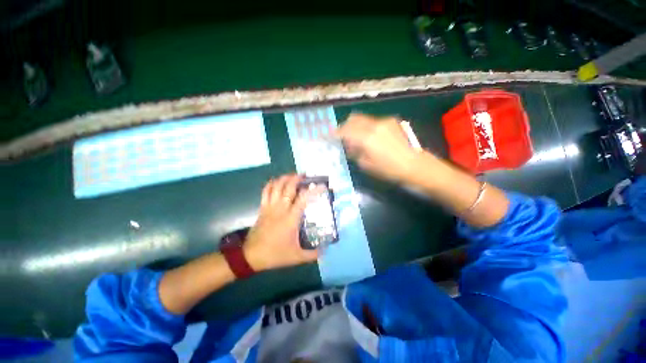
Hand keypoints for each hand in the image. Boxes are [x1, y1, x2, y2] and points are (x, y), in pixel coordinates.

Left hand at [243, 174, 319, 270]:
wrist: (251, 256)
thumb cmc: (275, 254)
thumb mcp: (297, 257)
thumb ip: (313, 254)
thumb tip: (326, 251)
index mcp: (291, 218)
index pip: (304, 198)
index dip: (313, 190)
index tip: (322, 186)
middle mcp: (281, 208)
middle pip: (288, 187)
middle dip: (297, 178)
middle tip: (305, 175)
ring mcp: (270, 207)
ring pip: (276, 186)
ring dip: (285, 178)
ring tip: (292, 175)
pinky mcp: (262, 208)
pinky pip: (265, 191)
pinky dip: (270, 184)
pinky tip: (276, 181)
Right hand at [337, 113, 419, 181]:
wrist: (413, 164)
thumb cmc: (388, 169)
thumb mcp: (366, 164)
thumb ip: (355, 152)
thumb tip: (350, 145)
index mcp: (366, 138)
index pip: (346, 130)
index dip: (337, 132)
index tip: (331, 135)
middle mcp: (374, 125)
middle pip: (353, 119)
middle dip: (345, 126)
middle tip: (343, 135)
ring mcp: (384, 121)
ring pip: (363, 118)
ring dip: (356, 126)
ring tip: (357, 137)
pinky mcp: (391, 121)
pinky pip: (373, 121)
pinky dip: (367, 127)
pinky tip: (371, 137)